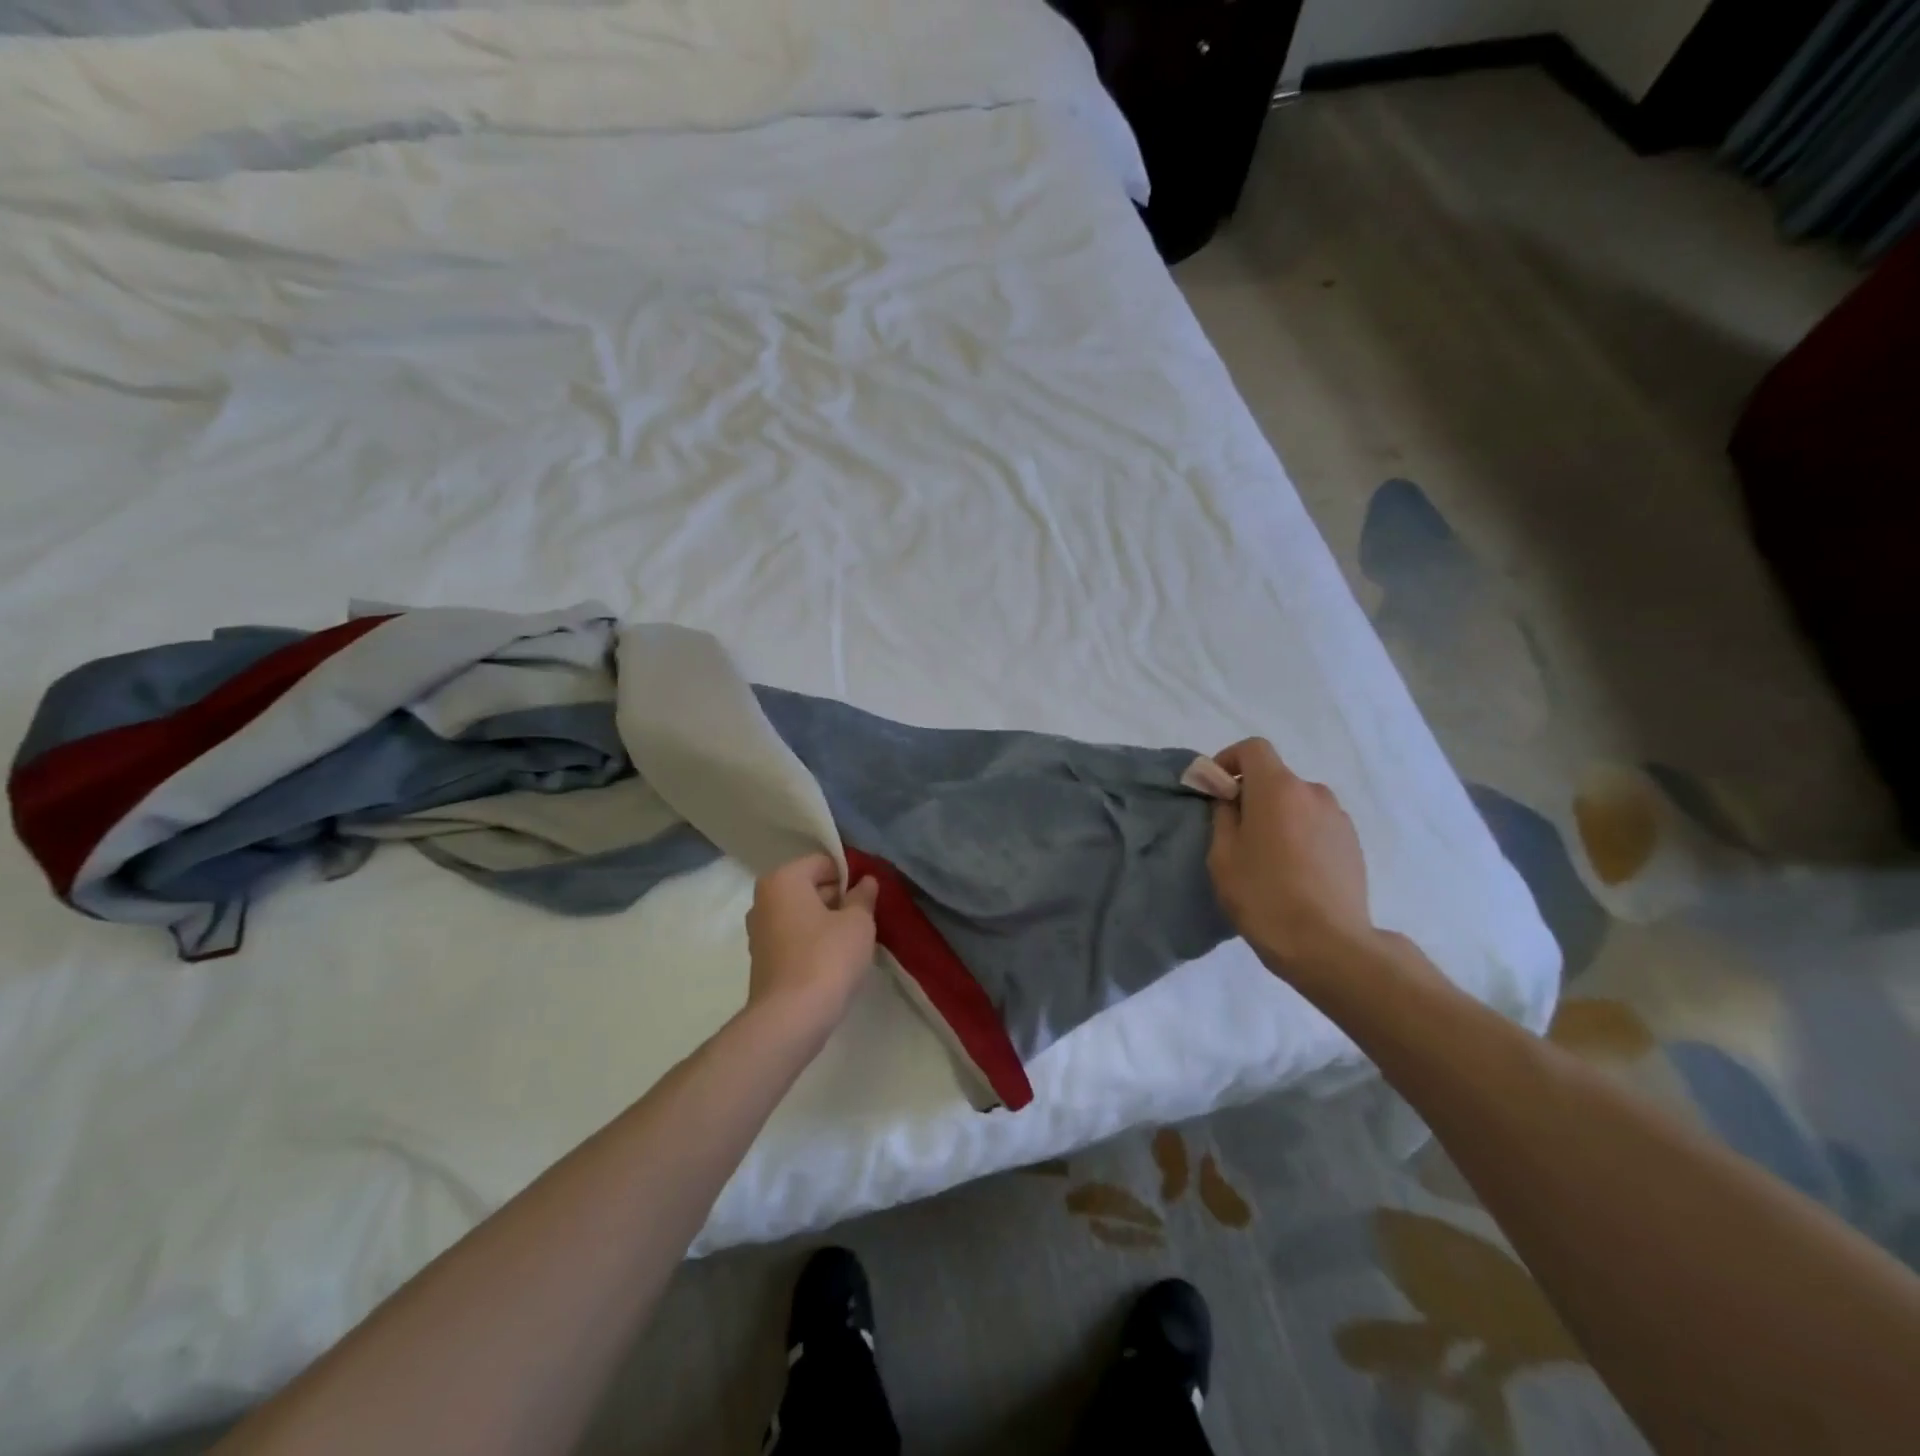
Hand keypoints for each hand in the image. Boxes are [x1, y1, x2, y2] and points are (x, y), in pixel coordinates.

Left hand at [744, 854, 879, 1031]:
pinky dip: (812, 942)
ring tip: (852, 941)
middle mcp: (763, 900)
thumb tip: (866, 881)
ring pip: (802, 914)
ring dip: (826, 922)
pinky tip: (833, 960)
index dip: (850, 876)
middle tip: (865, 918)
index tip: (869, 897)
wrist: (791, 1017)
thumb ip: (863, 897)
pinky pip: (794, 938)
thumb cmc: (827, 957)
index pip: (823, 863)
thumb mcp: (858, 922)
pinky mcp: (762, 960)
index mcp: (783, 879)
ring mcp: (759, 931)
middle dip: (838, 898)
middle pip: (809, 887)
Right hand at [1207, 738, 1377, 985]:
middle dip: (1252, 795)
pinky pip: (1316, 825)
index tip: (1216, 790)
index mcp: (1278, 789)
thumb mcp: (1223, 856)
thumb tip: (1228, 798)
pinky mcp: (1353, 844)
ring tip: (1267, 857)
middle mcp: (1313, 793)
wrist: (1329, 945)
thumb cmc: (1264, 896)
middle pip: (1276, 778)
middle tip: (1236, 832)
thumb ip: (1222, 816)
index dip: (1229, 761)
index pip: (1253, 749)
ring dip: (1278, 816)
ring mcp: (1338, 818)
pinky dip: (1300, 834)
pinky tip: (1293, 872)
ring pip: (1297, 803)